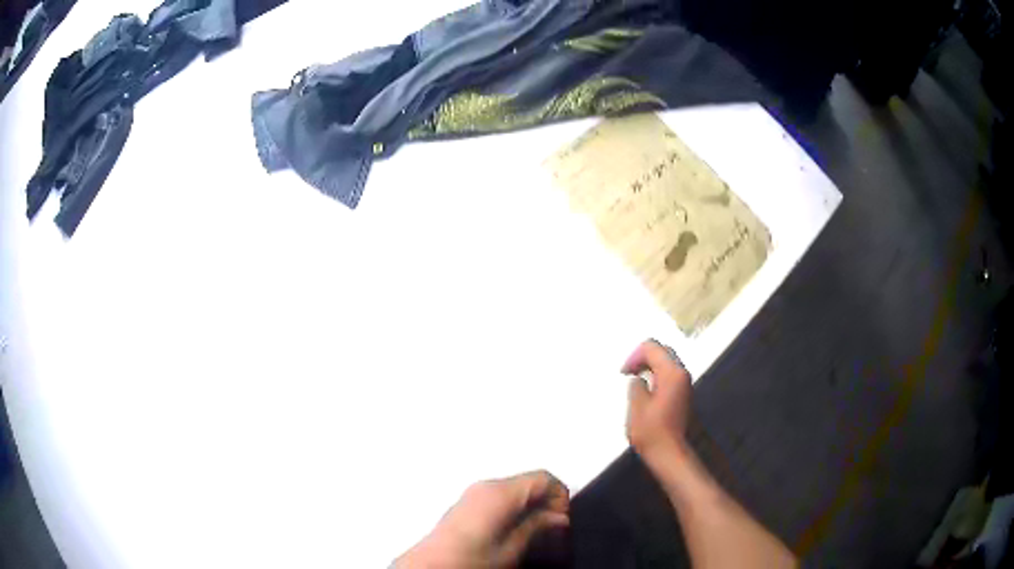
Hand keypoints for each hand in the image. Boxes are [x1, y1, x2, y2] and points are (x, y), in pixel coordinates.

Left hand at [396, 470, 569, 567]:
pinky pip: (501, 500)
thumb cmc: (467, 559)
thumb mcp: (512, 548)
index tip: (561, 523)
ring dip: (531, 511)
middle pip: (530, 484)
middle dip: (547, 505)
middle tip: (552, 534)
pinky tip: (513, 536)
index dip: (560, 499)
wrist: (430, 566)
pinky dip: (514, 513)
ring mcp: (474, 494)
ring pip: (516, 493)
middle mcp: (485, 486)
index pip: (544, 478)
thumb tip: (558, 518)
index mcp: (499, 491)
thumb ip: (538, 528)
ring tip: (534, 539)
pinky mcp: (466, 505)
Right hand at [622, 339, 692, 464]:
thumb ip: (636, 385)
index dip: (634, 356)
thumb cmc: (651, 431)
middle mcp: (681, 374)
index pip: (652, 348)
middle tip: (628, 373)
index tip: (624, 373)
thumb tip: (639, 379)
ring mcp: (684, 384)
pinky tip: (645, 391)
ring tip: (634, 381)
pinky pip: (668, 375)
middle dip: (643, 358)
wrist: (669, 453)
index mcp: (671, 373)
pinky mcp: (682, 394)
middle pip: (662, 352)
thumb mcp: (637, 405)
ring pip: (666, 363)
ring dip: (649, 367)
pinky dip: (655, 376)